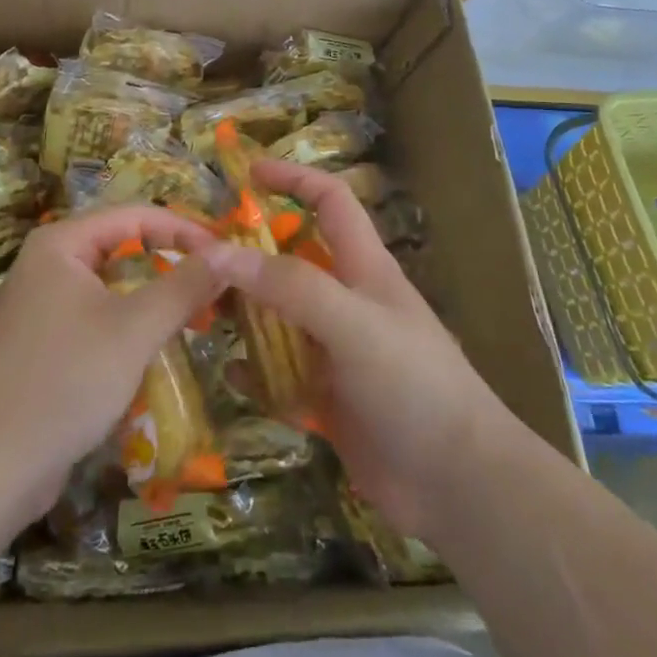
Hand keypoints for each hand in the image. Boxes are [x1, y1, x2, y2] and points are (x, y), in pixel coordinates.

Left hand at [0, 205, 225, 530]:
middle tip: (217, 286)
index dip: (184, 230)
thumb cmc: (64, 381)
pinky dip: (129, 326)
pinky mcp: (42, 346)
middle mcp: (47, 264)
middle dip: (171, 263)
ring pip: (111, 286)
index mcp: (61, 243)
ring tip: (197, 315)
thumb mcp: (134, 329)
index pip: (135, 216)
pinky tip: (156, 349)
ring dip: (153, 297)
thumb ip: (184, 286)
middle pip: (122, 247)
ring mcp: (41, 306)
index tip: (226, 256)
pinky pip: (96, 318)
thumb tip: (229, 253)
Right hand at [200, 162, 522, 543]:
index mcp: (362, 267)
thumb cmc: (413, 384)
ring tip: (199, 309)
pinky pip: (279, 374)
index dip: (293, 179)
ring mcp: (336, 351)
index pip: (329, 200)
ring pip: (278, 317)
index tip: (247, 173)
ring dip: (244, 312)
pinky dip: (254, 371)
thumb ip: (289, 286)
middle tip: (198, 255)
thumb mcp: (352, 323)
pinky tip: (229, 375)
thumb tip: (217, 251)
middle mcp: (345, 300)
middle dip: (249, 252)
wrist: (458, 483)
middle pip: (290, 260)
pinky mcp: (328, 397)